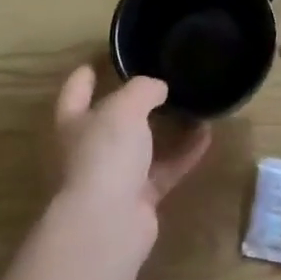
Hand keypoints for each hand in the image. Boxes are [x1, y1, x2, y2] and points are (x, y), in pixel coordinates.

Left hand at [53, 67, 210, 244]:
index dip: (87, 74)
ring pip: (142, 146)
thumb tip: (158, 88)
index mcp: (73, 122)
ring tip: (191, 106)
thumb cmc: (105, 154)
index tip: (102, 58)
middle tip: (160, 82)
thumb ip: (142, 90)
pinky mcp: (139, 197)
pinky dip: (184, 153)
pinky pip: (165, 168)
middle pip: (111, 120)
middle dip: (133, 103)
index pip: (75, 91)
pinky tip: (207, 135)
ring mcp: (114, 175)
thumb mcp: (124, 108)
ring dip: (166, 128)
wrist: (108, 222)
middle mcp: (89, 148)